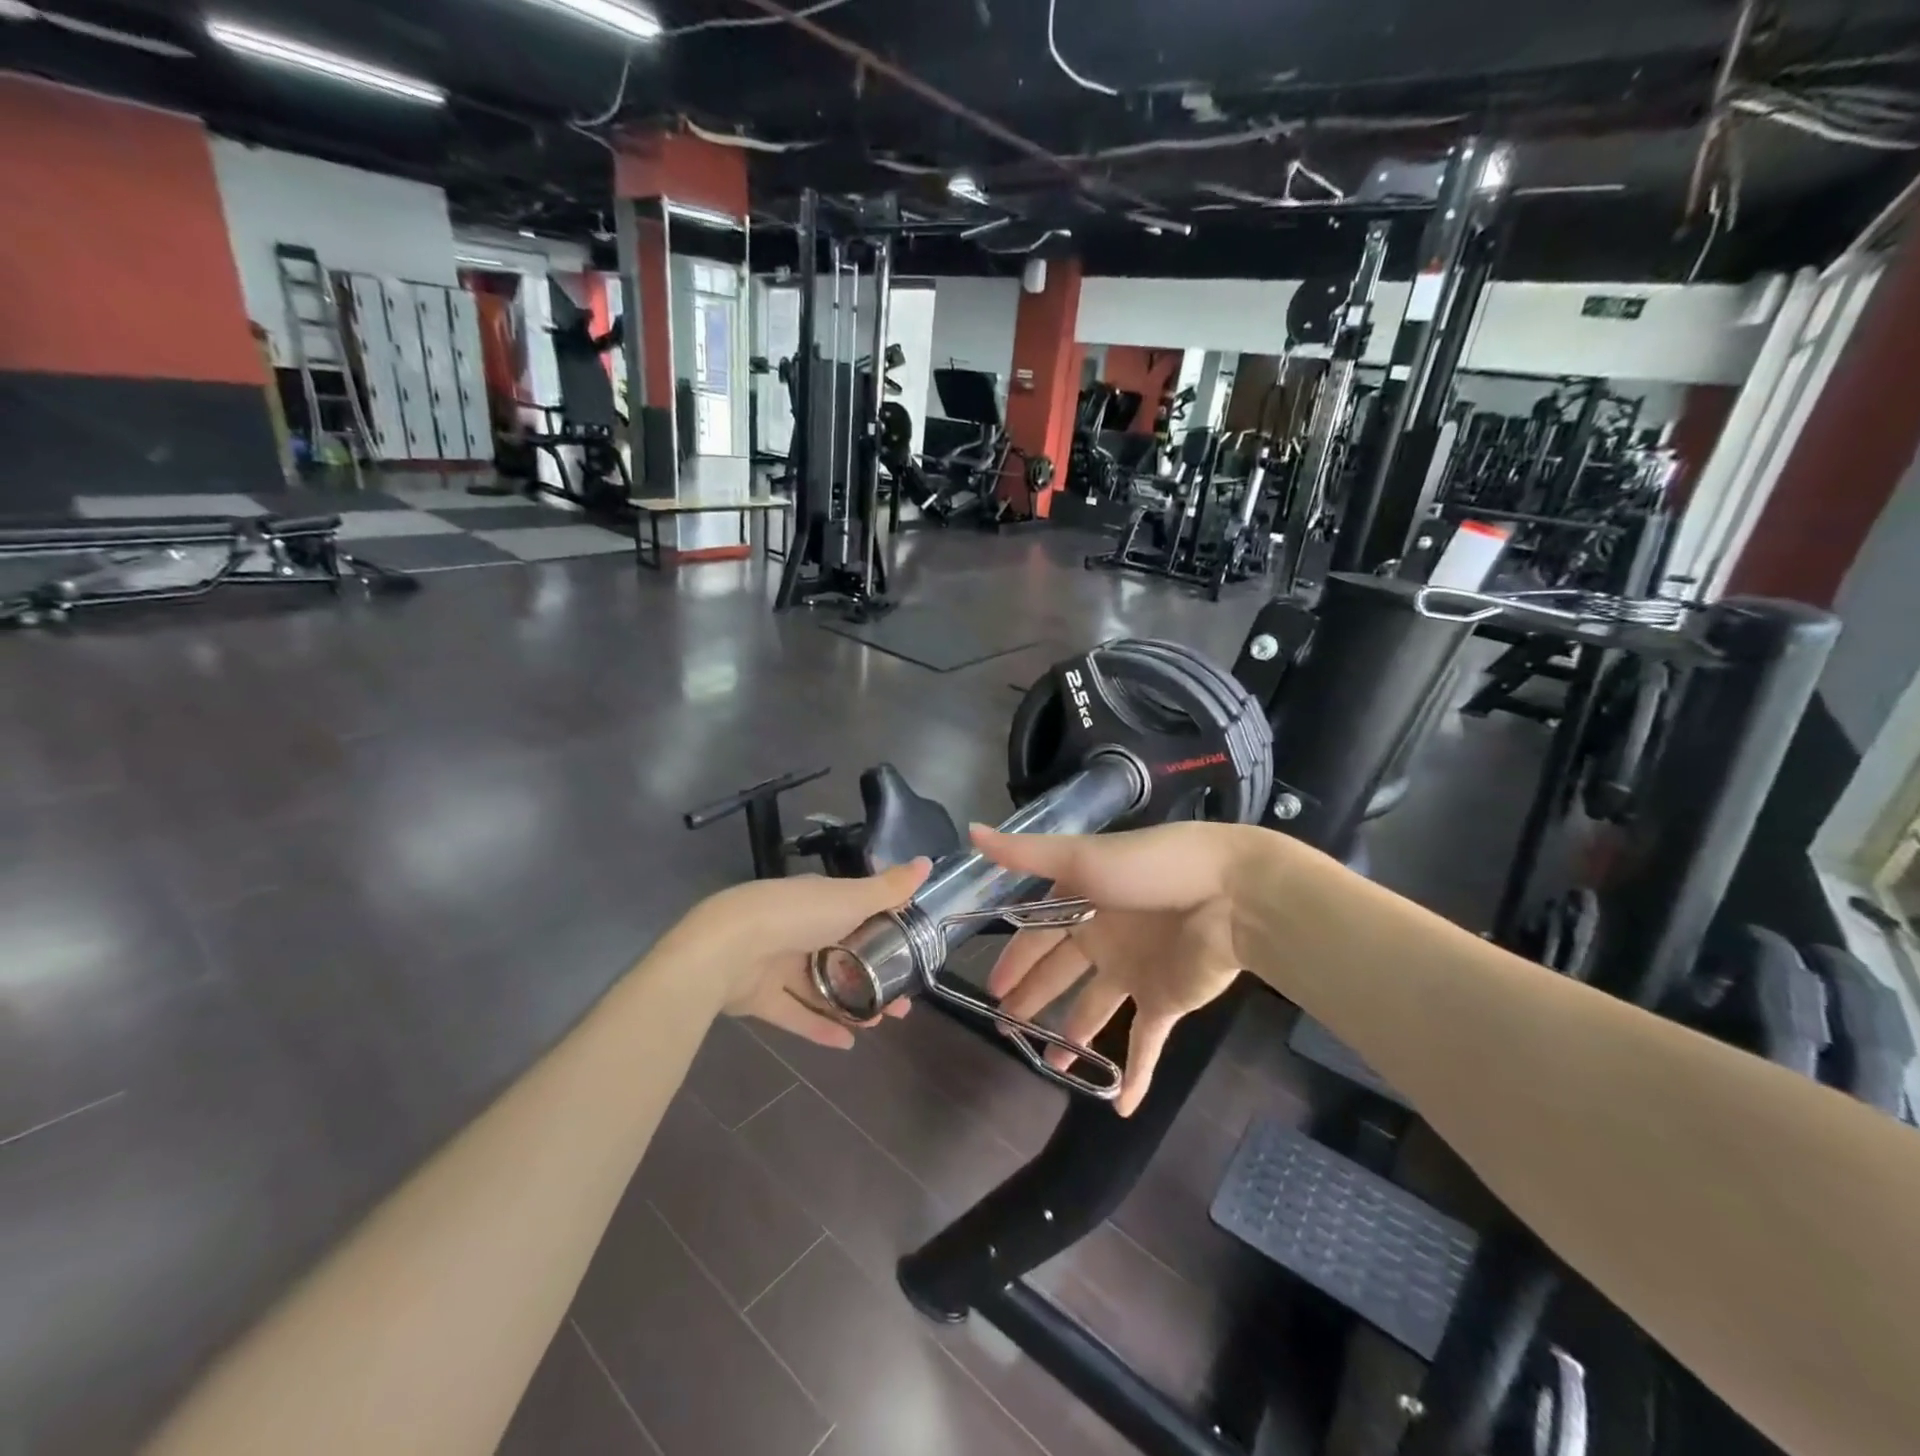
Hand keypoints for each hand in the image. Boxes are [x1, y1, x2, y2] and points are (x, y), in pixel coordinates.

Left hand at [681, 860, 931, 1047]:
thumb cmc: (796, 916)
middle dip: (874, 977)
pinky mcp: (759, 997)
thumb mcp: (851, 898)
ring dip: (852, 1004)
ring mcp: (776, 963)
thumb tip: (928, 861)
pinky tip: (848, 1043)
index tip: (912, 954)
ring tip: (882, 1022)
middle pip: (843, 956)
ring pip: (822, 987)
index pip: (857, 914)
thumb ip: (889, 888)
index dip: (886, 934)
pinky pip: (795, 1013)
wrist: (727, 948)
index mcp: (818, 901)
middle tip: (902, 1001)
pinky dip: (820, 1027)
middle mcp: (797, 929)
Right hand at [974, 822, 1249, 1114]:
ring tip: (1050, 1064)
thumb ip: (1025, 854)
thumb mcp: (1082, 858)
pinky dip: (1136, 1075)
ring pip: (1095, 1010)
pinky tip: (1120, 1107)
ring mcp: (1136, 971)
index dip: (1014, 959)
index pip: (1036, 935)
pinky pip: (1145, 1043)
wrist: (1232, 893)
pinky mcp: (1166, 1000)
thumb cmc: (1151, 868)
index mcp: (1083, 901)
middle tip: (1004, 1027)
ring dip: (1072, 1036)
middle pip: (1060, 974)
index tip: (991, 988)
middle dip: (1031, 998)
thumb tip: (971, 831)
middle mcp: (1105, 937)